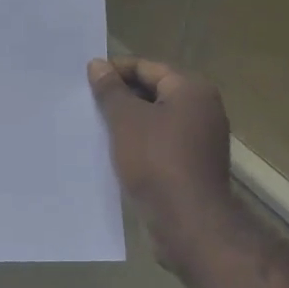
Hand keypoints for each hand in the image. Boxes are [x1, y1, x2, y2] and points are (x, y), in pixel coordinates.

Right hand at [89, 56, 235, 271]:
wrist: (188, 222)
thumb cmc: (156, 161)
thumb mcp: (125, 119)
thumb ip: (110, 89)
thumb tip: (98, 64)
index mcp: (192, 90)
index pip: (146, 67)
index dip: (114, 71)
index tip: (85, 82)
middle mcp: (203, 109)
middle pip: (153, 91)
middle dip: (120, 97)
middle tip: (87, 104)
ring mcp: (201, 138)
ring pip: (155, 119)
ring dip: (127, 121)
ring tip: (96, 127)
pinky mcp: (193, 164)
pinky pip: (161, 142)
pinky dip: (138, 142)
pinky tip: (114, 151)